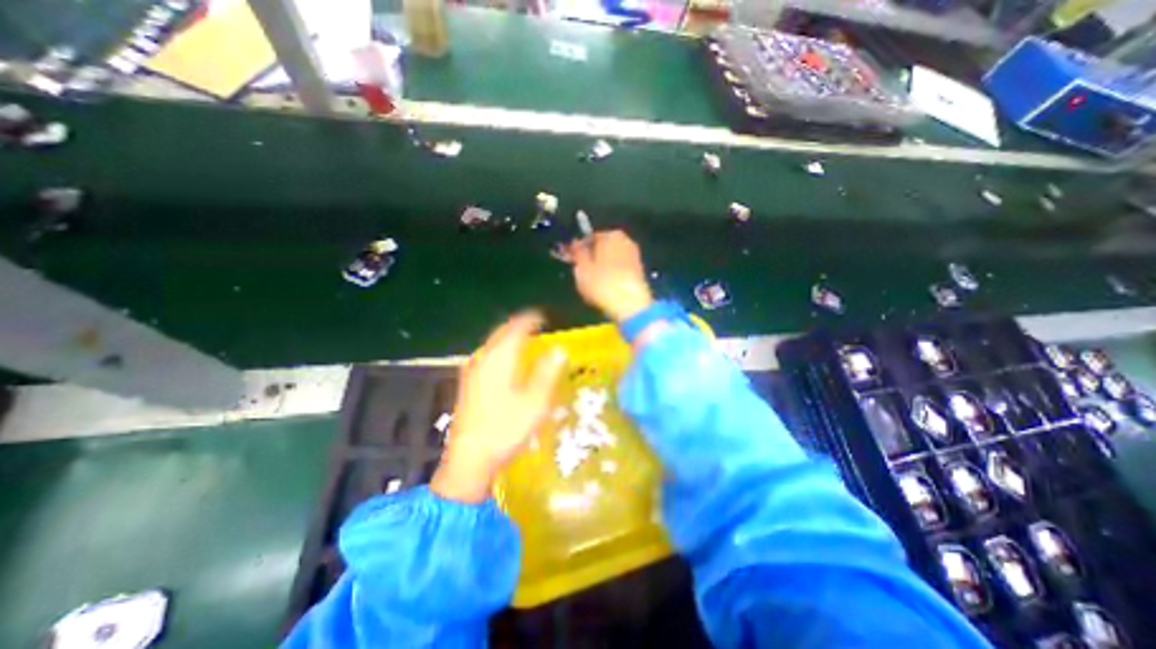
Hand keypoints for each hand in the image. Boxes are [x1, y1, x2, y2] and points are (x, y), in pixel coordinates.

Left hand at [432, 313, 567, 503]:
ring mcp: (472, 369)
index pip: (517, 326)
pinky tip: (509, 363)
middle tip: (539, 328)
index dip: (532, 319)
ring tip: (528, 342)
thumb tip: (559, 348)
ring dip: (510, 338)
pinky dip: (502, 350)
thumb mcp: (535, 402)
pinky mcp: (468, 381)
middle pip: (502, 331)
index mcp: (500, 357)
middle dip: (521, 326)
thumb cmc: (506, 429)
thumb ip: (548, 372)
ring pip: (494, 343)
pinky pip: (488, 354)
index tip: (546, 318)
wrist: (469, 458)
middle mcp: (483, 357)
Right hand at [568, 227, 649, 320]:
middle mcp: (626, 241)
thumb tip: (575, 243)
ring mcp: (635, 256)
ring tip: (591, 284)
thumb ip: (577, 253)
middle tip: (580, 272)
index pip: (589, 237)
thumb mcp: (582, 267)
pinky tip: (605, 289)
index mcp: (611, 234)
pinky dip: (611, 276)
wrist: (630, 305)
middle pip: (603, 248)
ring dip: (602, 268)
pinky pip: (619, 270)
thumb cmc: (602, 283)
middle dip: (592, 258)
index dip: (579, 249)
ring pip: (611, 259)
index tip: (571, 260)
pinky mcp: (639, 272)